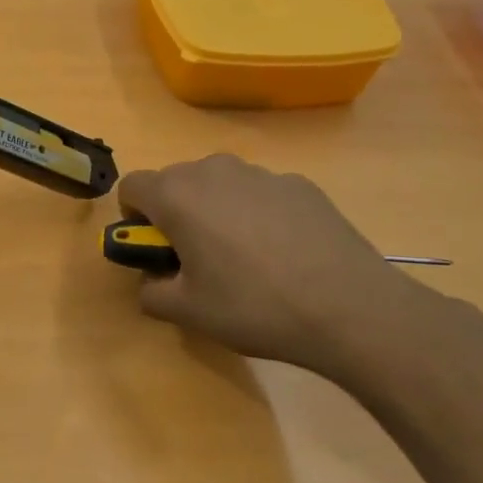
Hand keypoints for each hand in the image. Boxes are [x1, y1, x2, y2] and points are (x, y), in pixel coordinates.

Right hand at [116, 155, 445, 388]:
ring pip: (220, 184)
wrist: (350, 308)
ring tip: (245, 258)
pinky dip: (258, 213)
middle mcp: (214, 170)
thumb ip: (151, 291)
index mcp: (177, 195)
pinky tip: (284, 254)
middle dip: (175, 213)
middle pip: (176, 181)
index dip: (133, 217)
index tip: (154, 248)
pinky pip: (260, 192)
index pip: (132, 186)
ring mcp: (261, 173)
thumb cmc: (253, 307)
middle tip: (197, 258)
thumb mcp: (188, 312)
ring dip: (216, 210)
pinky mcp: (301, 184)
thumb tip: (152, 280)